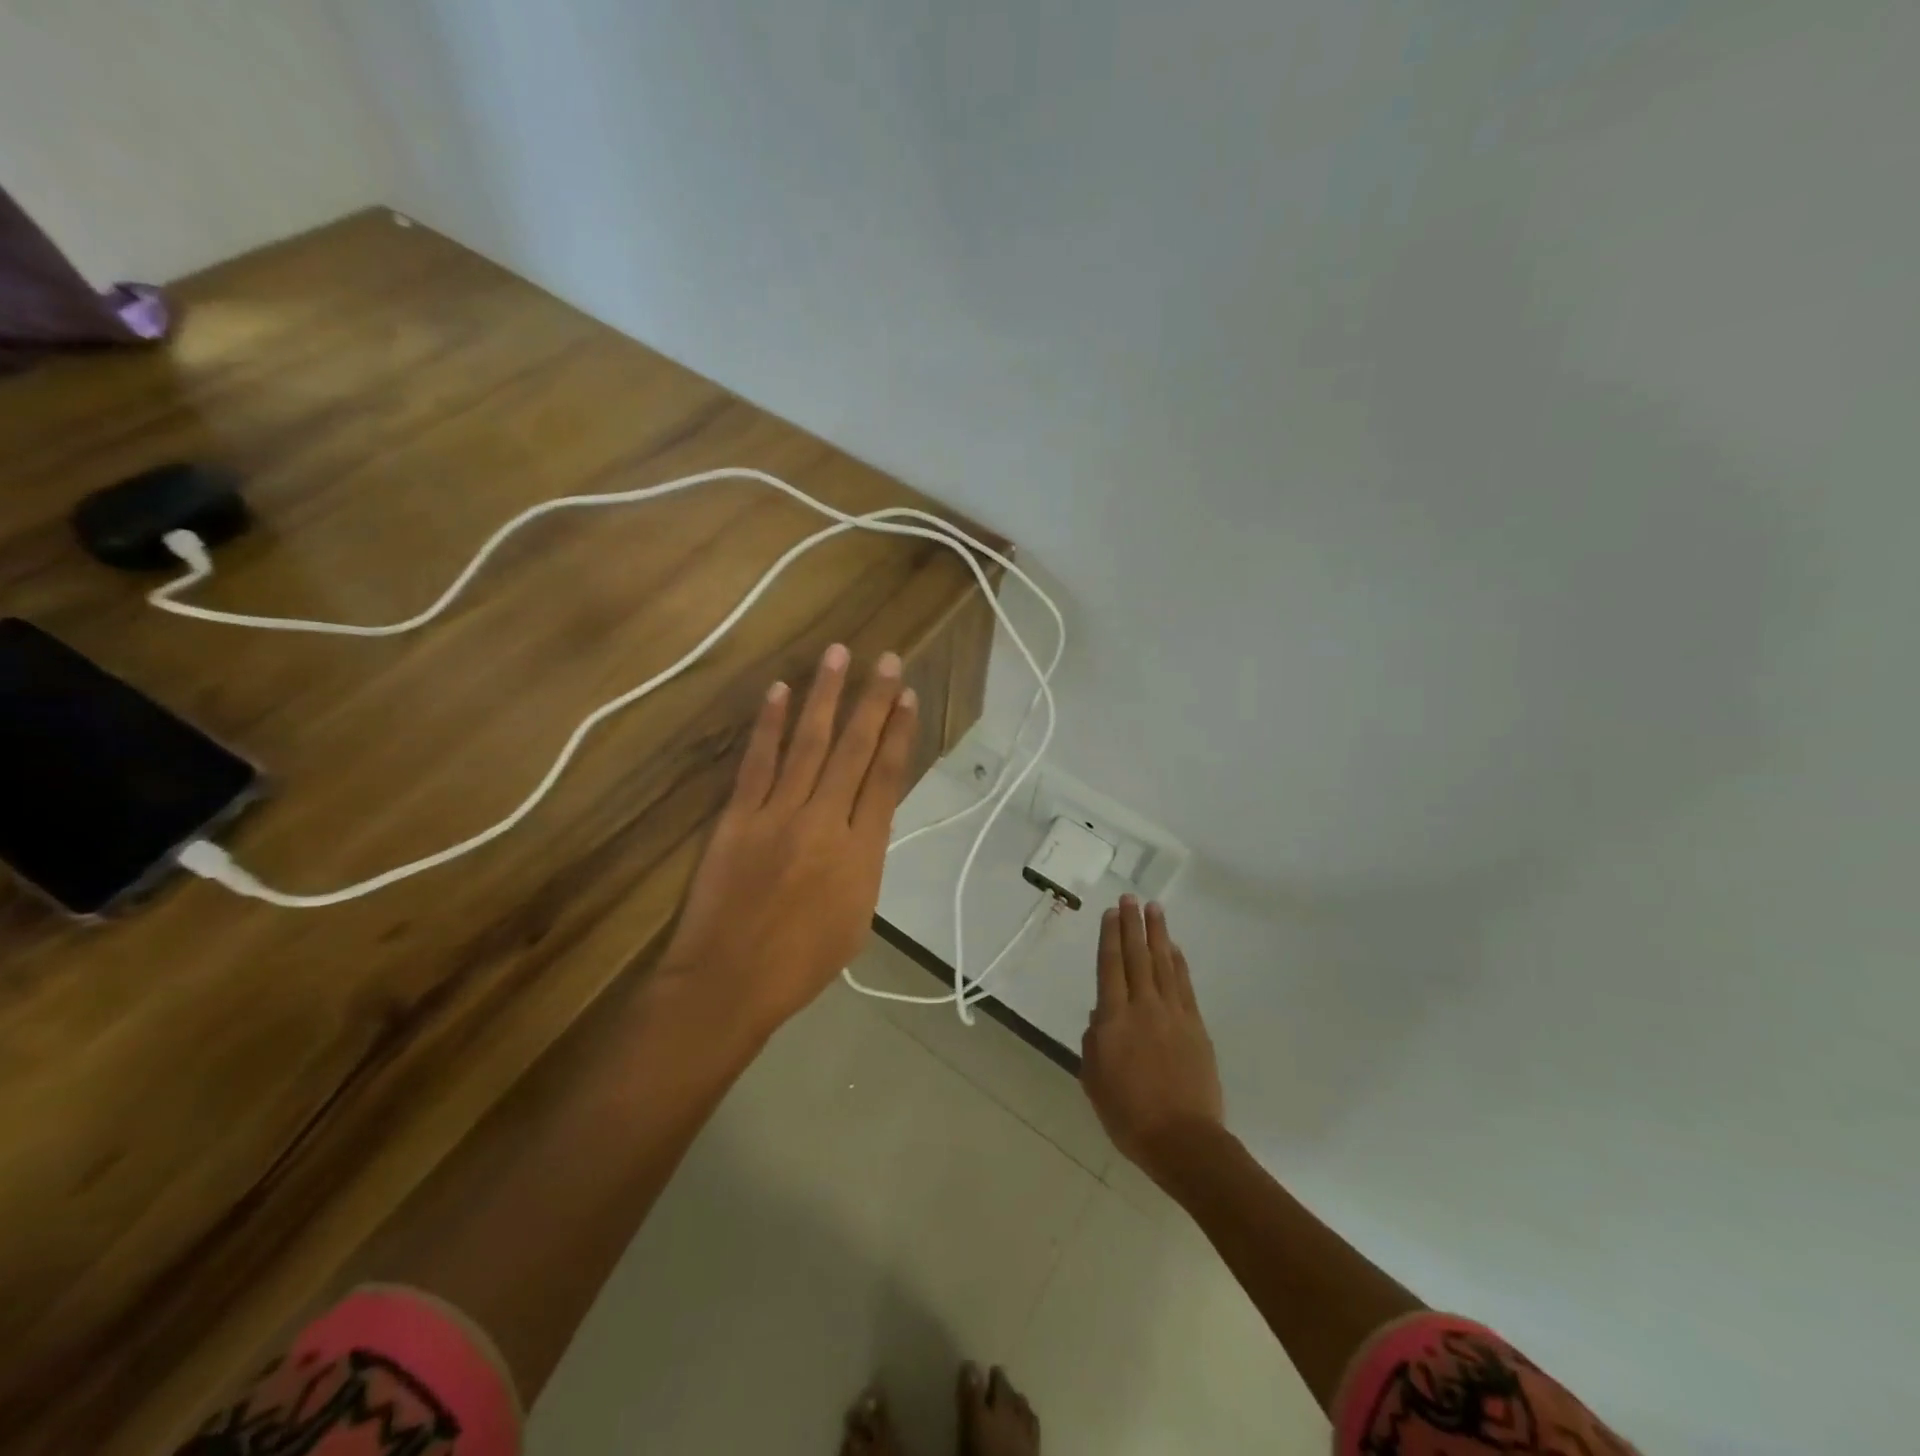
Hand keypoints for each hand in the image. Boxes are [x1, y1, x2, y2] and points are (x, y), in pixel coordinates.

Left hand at [659, 643, 917, 1034]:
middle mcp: (826, 822)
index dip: (900, 733)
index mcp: (863, 853)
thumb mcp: (858, 919)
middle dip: (873, 701)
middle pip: (855, 750)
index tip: (908, 697)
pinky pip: (757, 762)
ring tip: (838, 655)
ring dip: (825, 696)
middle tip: (887, 659)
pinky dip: (768, 725)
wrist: (729, 982)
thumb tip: (863, 825)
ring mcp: (778, 814)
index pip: (887, 777)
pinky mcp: (738, 817)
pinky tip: (778, 691)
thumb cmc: (802, 964)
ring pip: (808, 744)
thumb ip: (864, 864)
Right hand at [1080, 897, 1223, 1180]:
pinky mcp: (1196, 1026)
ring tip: (1154, 909)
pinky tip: (1173, 948)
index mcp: (1113, 1020)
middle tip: (1130, 898)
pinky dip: (1178, 963)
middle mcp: (1143, 1007)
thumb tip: (1101, 1018)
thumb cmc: (1128, 1115)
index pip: (1110, 966)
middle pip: (1137, 956)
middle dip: (1133, 925)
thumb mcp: (1094, 1081)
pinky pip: (1184, 985)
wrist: (1182, 1139)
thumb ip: (1094, 1043)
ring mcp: (1173, 1014)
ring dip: (1158, 934)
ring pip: (1163, 964)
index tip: (1111, 913)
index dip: (1110, 937)